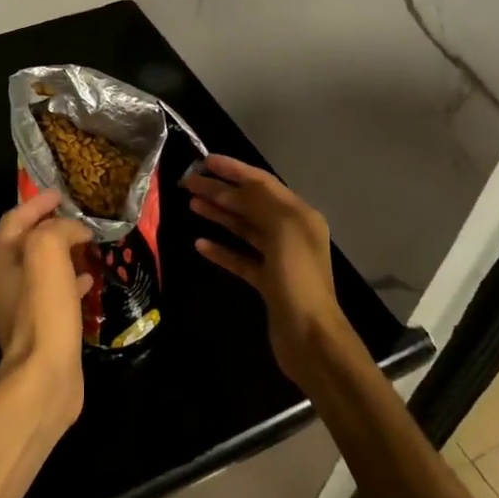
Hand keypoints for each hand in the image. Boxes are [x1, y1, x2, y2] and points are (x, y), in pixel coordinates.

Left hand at [0, 189, 92, 427]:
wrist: (44, 379)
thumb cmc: (42, 310)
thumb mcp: (47, 252)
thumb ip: (58, 229)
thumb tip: (75, 230)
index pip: (15, 218)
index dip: (37, 203)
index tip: (61, 193)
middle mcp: (5, 281)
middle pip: (28, 242)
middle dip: (52, 226)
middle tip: (79, 216)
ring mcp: (22, 307)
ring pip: (43, 268)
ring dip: (64, 252)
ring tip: (89, 243)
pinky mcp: (42, 327)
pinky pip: (56, 293)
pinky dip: (72, 279)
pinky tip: (91, 279)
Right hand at [183, 155, 353, 384]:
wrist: (310, 337)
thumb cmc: (297, 278)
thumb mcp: (283, 229)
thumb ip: (261, 201)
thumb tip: (238, 186)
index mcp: (299, 215)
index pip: (262, 183)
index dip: (234, 169)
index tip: (206, 160)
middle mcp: (291, 232)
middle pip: (251, 204)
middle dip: (221, 191)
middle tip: (188, 183)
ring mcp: (279, 258)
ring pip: (244, 228)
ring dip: (219, 214)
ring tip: (191, 204)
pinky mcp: (267, 282)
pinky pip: (240, 258)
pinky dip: (221, 249)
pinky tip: (200, 244)